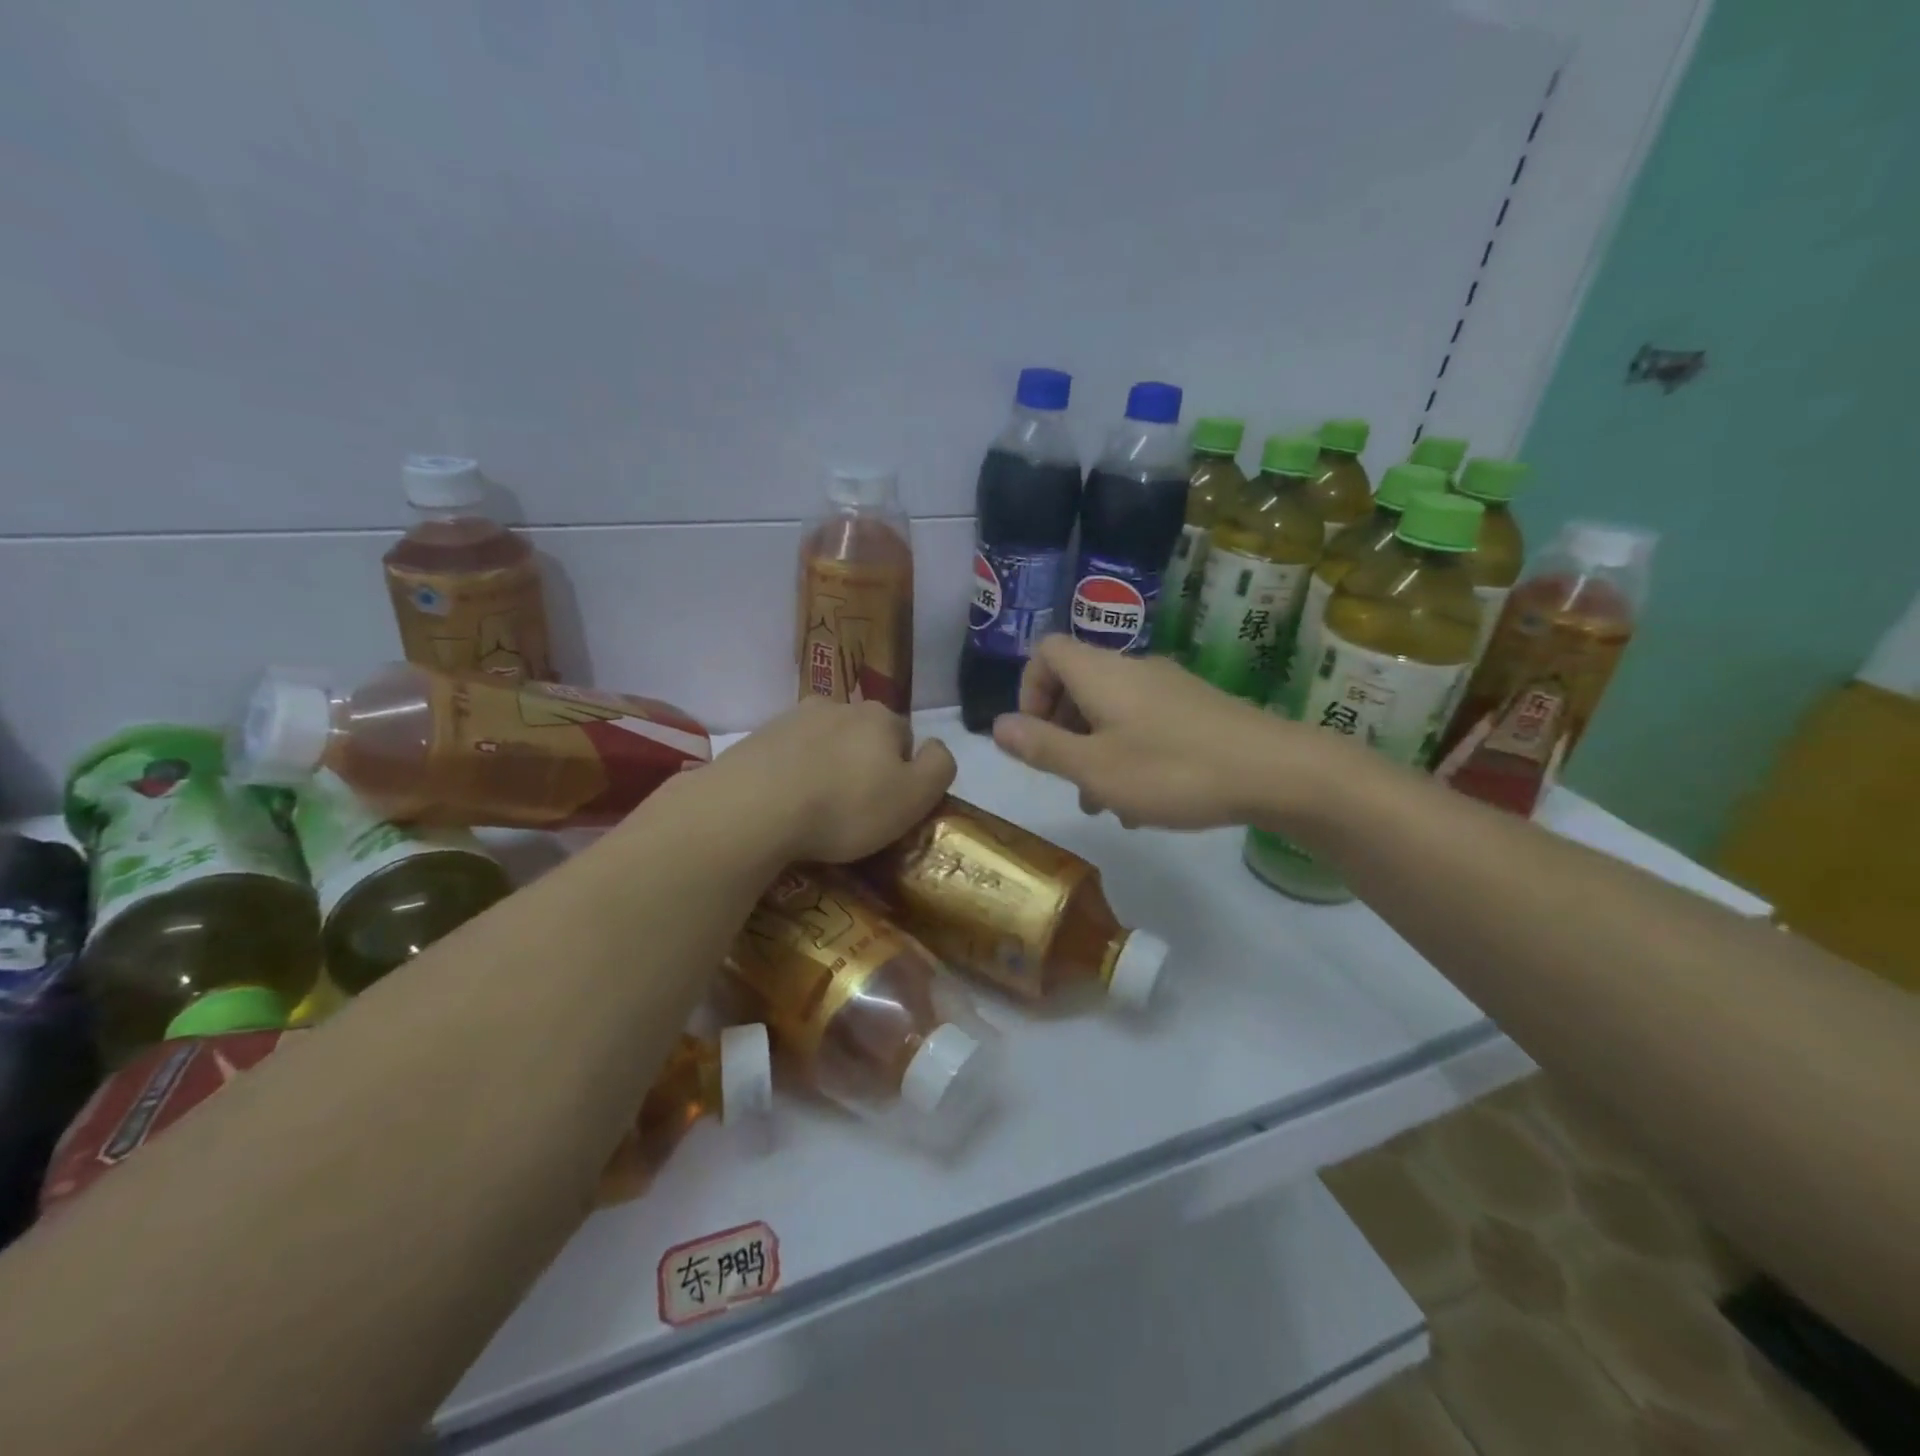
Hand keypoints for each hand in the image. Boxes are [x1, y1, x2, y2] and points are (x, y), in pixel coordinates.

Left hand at [717, 698, 955, 862]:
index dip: (903, 774)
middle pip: (863, 737)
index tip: (889, 806)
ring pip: (824, 743)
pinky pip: (788, 755)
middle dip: (863, 766)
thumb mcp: (914, 797)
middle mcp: (838, 705)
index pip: (906, 739)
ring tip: (815, 810)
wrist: (752, 808)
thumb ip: (939, 767)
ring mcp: (793, 718)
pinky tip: (785, 804)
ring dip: (826, 768)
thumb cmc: (844, 806)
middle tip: (853, 810)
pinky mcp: (757, 738)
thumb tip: (935, 748)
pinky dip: (793, 774)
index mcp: (880, 717)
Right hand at [991, 635, 1330, 830]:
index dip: (1028, 688)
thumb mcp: (1094, 768)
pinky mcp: (1196, 709)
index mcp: (1101, 674)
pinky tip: (1144, 801)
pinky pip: (1143, 722)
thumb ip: (1042, 746)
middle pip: (1077, 682)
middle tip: (1067, 776)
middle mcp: (1132, 669)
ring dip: (1095, 748)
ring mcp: (1169, 687)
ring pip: (1111, 709)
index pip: (1046, 651)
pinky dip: (1128, 752)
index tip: (1034, 735)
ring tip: (1103, 802)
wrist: (1275, 771)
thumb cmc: (1172, 770)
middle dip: (1061, 728)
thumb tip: (996, 725)